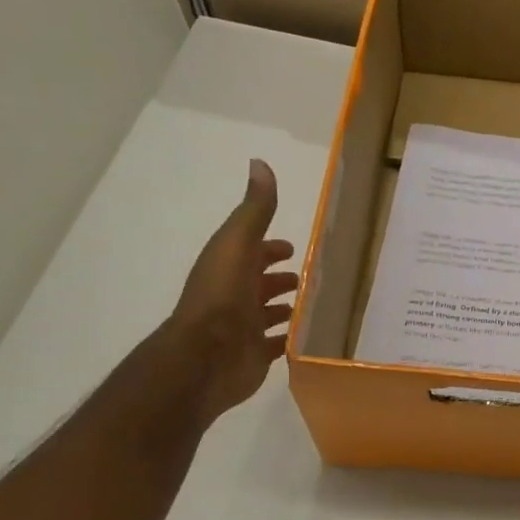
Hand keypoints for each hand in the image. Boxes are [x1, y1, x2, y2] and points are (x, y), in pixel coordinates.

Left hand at [166, 159, 297, 422]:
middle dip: (279, 278)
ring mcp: (245, 327)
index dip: (271, 247)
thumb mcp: (238, 243)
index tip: (293, 247)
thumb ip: (254, 209)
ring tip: (312, 307)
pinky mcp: (255, 355)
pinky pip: (277, 345)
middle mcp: (236, 295)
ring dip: (285, 308)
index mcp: (230, 266)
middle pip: (261, 282)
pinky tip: (308, 338)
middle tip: (308, 278)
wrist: (206, 356)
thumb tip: (259, 163)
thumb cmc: (222, 296)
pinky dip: (290, 340)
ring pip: (268, 314)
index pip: (254, 251)